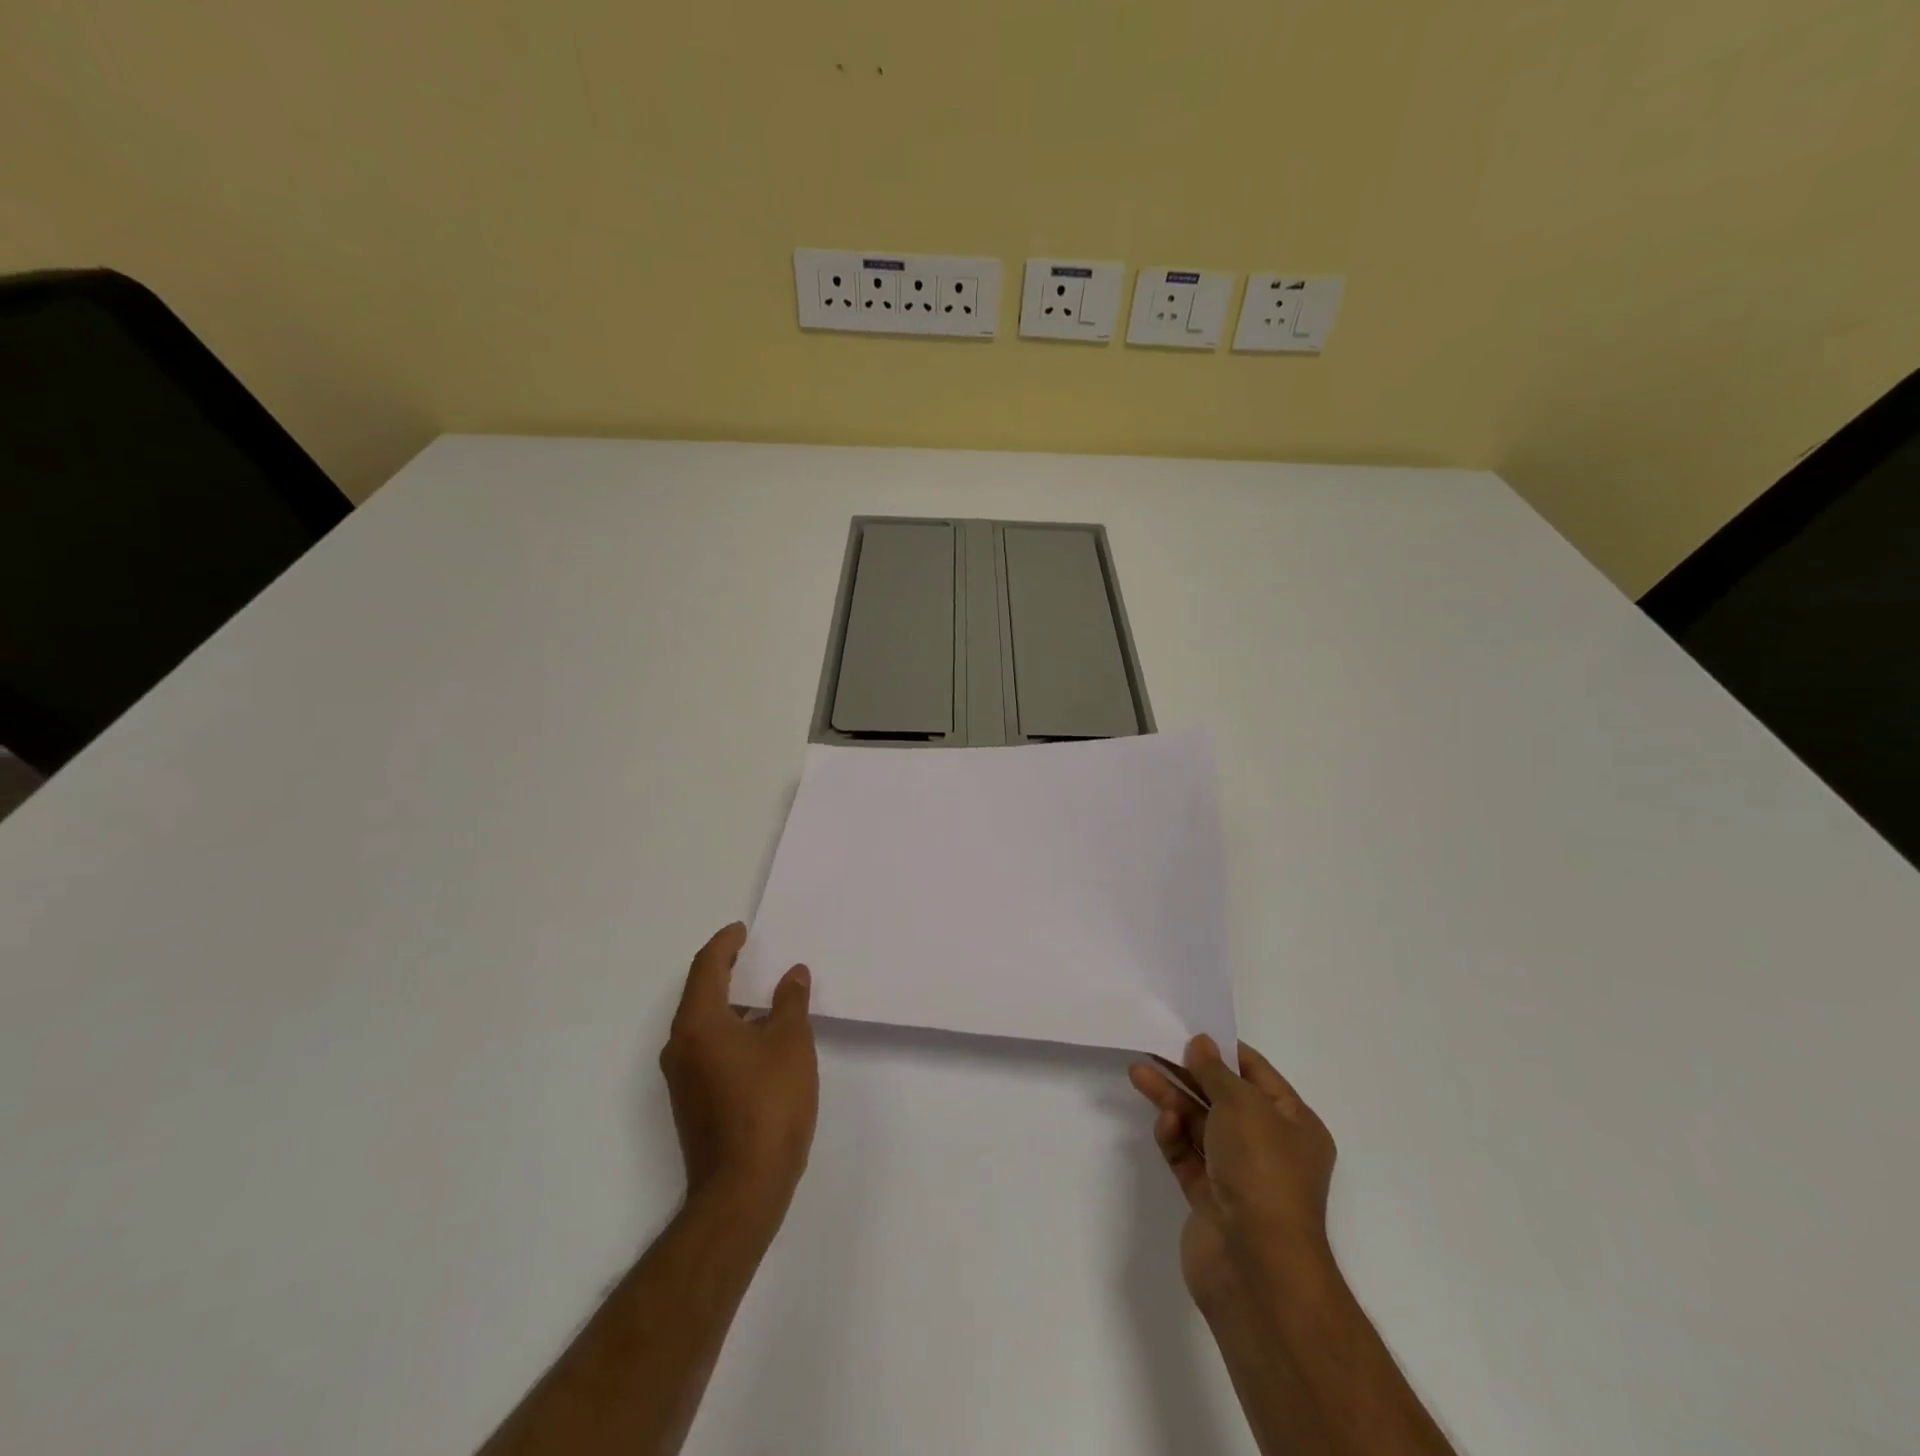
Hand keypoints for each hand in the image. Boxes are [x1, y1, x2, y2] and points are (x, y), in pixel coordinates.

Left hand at [659, 923, 817, 1233]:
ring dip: (730, 1004)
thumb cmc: (768, 1104)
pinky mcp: (691, 1102)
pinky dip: (729, 1031)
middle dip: (725, 970)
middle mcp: (680, 1046)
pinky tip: (760, 1040)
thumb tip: (791, 974)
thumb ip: (790, 1002)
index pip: (706, 967)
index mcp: (698, 1024)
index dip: (724, 944)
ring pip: (703, 1024)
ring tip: (763, 996)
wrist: (742, 1189)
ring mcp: (682, 1078)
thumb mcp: (790, 1043)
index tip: (742, 930)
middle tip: (752, 955)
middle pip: (700, 994)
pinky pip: (707, 1048)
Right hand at [1129, 1036, 1337, 1316]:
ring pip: (1200, 1126)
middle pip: (1223, 1098)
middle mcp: (1270, 1148)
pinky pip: (1188, 1157)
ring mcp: (1239, 1176)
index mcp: (1295, 1124)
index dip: (1224, 1051)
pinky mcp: (1210, 1200)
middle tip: (1154, 1049)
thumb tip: (1201, 1044)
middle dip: (1188, 1073)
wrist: (1257, 1267)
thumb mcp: (1242, 1105)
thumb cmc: (1262, 1171)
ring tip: (1139, 1073)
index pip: (1257, 1074)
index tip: (1190, 1032)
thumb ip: (1216, 1071)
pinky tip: (1163, 1124)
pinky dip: (1174, 1138)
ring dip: (1172, 1099)